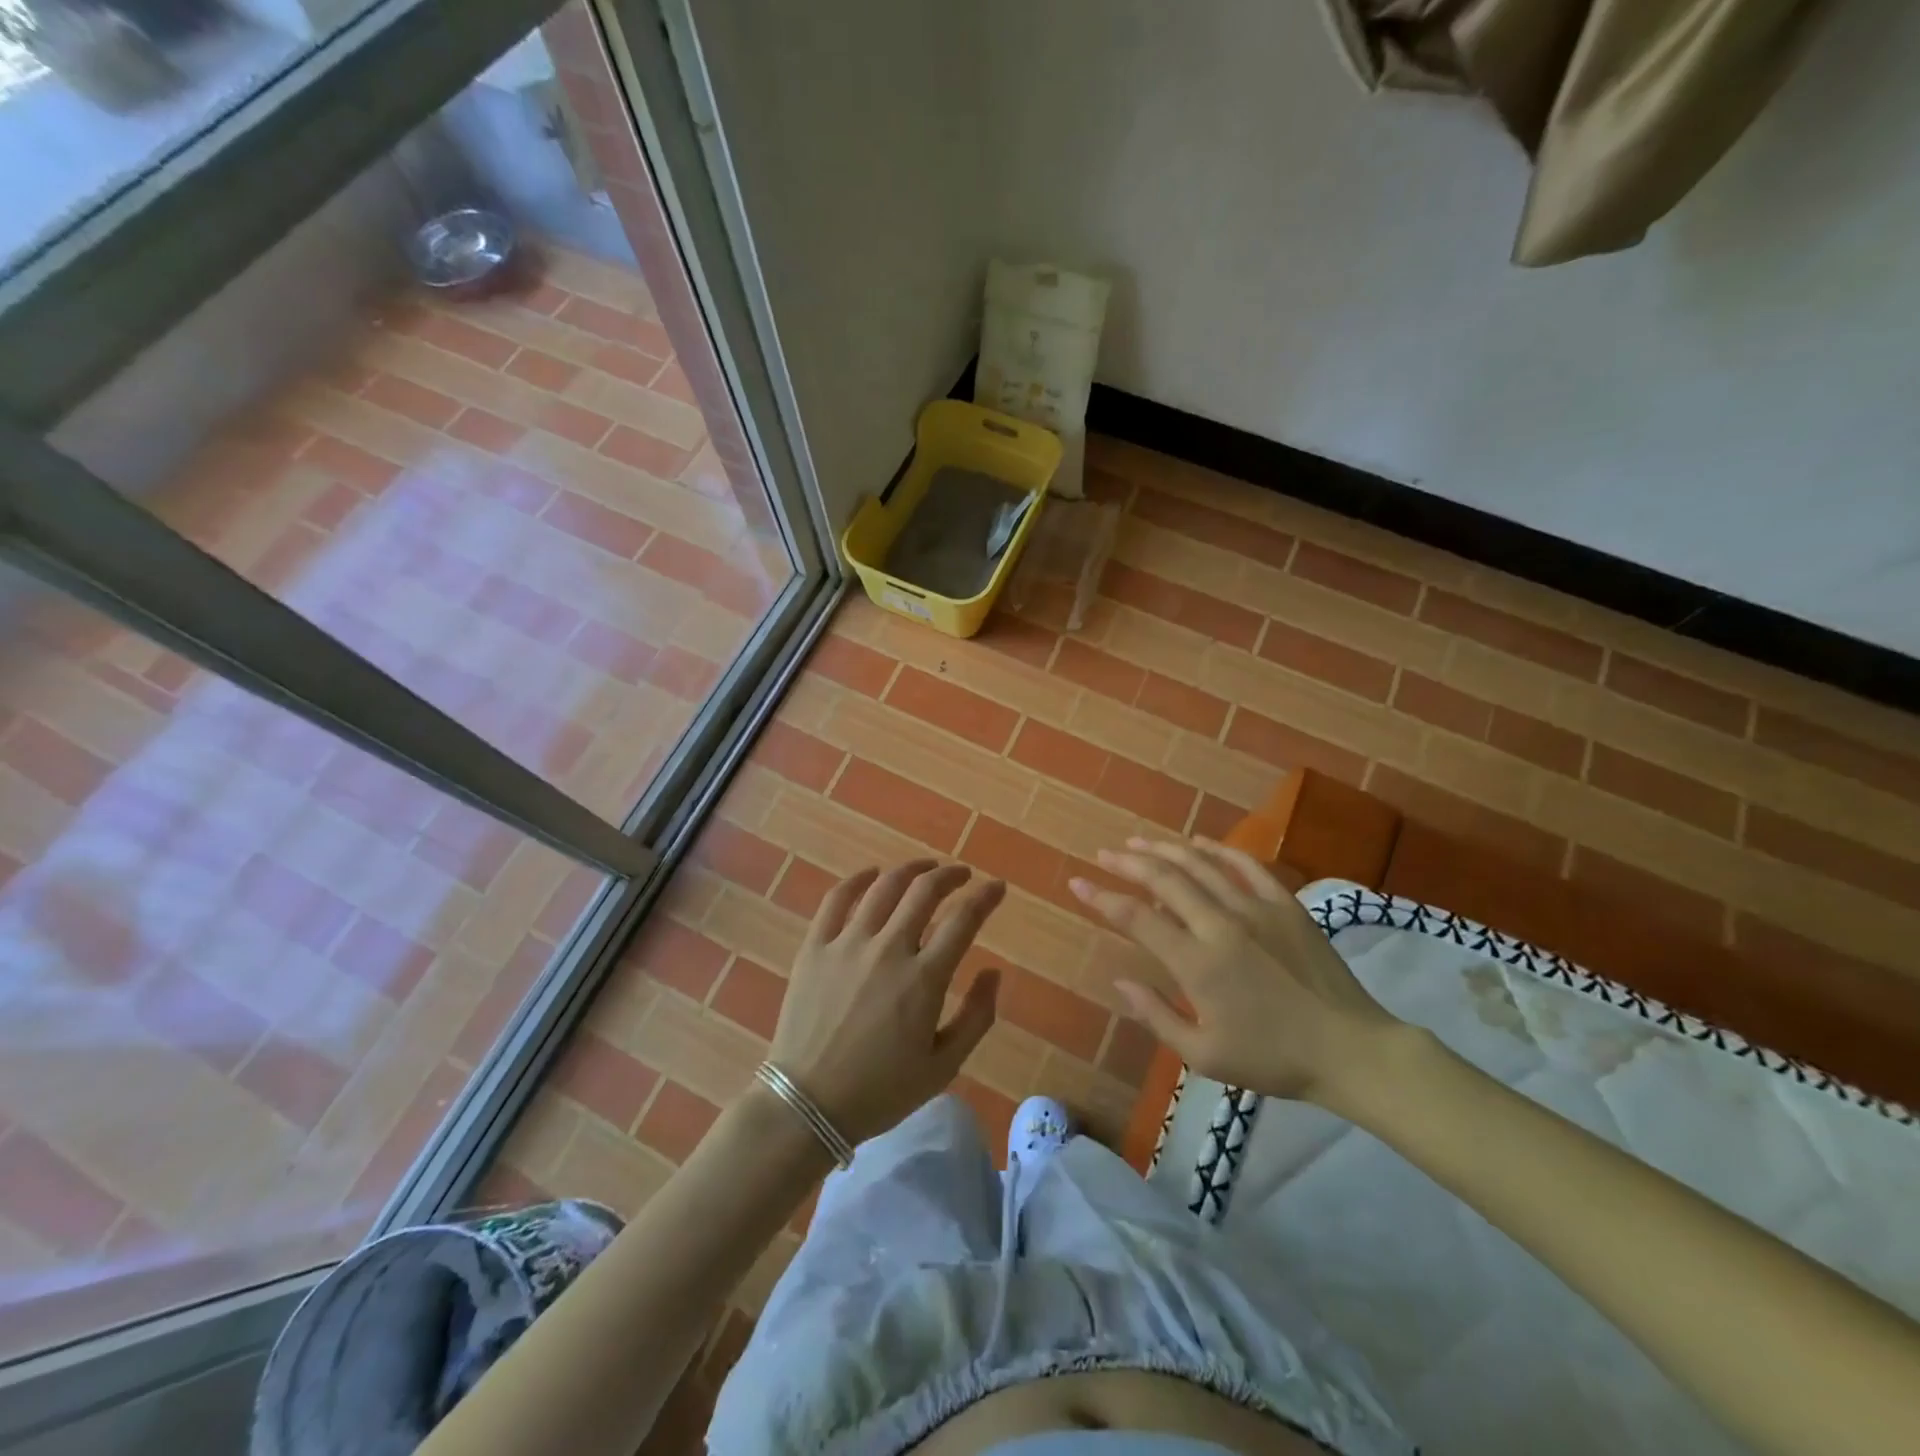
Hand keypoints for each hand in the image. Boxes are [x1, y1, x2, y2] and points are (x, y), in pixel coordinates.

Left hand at [770, 860, 1005, 1143]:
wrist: (807, 1105)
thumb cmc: (881, 1091)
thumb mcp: (943, 1066)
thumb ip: (976, 1017)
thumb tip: (994, 972)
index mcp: (924, 979)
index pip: (963, 919)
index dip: (985, 897)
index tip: (997, 887)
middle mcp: (888, 949)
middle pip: (925, 891)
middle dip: (951, 875)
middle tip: (962, 875)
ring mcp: (847, 944)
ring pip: (884, 887)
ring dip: (911, 870)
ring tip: (926, 868)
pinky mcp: (815, 947)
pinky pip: (836, 899)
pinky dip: (857, 879)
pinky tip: (871, 874)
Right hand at [1071, 838, 1401, 1102]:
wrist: (1350, 1049)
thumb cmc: (1272, 1059)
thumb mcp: (1205, 1055)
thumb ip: (1157, 1016)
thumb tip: (1120, 980)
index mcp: (1197, 963)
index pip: (1137, 918)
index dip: (1103, 898)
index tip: (1078, 883)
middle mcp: (1221, 924)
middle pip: (1165, 879)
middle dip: (1128, 863)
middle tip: (1104, 853)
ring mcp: (1256, 908)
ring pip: (1201, 864)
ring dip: (1165, 849)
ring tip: (1138, 842)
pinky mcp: (1285, 904)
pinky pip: (1246, 864)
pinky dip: (1218, 848)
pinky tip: (1198, 841)